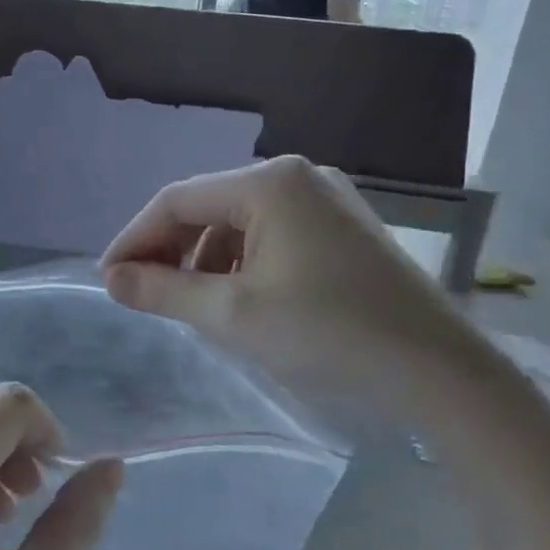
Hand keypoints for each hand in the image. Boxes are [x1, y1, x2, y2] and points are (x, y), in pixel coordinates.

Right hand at [99, 156, 469, 401]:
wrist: (441, 373)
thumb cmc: (329, 335)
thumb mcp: (233, 314)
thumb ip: (164, 290)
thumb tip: (112, 278)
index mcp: (269, 183)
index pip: (176, 200)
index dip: (134, 238)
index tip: (107, 279)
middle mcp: (297, 176)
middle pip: (207, 206)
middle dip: (168, 249)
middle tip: (140, 293)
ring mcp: (325, 200)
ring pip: (237, 222)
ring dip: (203, 259)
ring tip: (189, 304)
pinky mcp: (342, 228)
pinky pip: (270, 235)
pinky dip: (240, 263)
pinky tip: (237, 299)